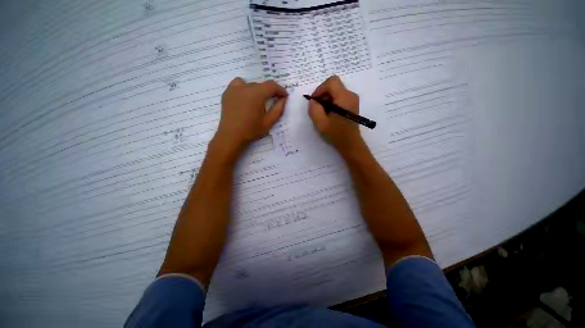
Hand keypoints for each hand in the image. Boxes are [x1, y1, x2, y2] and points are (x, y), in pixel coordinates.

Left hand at [212, 77, 287, 158]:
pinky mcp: (227, 92)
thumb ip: (278, 109)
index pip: (272, 86)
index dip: (280, 90)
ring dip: (258, 90)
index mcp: (257, 94)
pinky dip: (245, 88)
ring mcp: (234, 88)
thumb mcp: (269, 122)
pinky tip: (246, 98)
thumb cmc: (251, 130)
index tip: (285, 96)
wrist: (231, 136)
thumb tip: (284, 99)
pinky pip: (239, 84)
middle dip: (270, 92)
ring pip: (251, 84)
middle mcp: (245, 87)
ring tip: (258, 101)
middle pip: (261, 85)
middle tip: (273, 101)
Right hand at [308, 75, 363, 153]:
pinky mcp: (352, 105)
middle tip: (317, 108)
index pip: (331, 81)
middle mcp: (350, 95)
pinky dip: (332, 103)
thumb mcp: (320, 123)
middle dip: (322, 95)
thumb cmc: (336, 134)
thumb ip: (314, 109)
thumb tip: (313, 101)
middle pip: (334, 86)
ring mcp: (352, 100)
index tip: (315, 101)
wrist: (350, 144)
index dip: (320, 89)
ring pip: (336, 91)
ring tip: (323, 113)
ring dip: (326, 100)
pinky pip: (339, 98)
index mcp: (344, 97)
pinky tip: (329, 114)